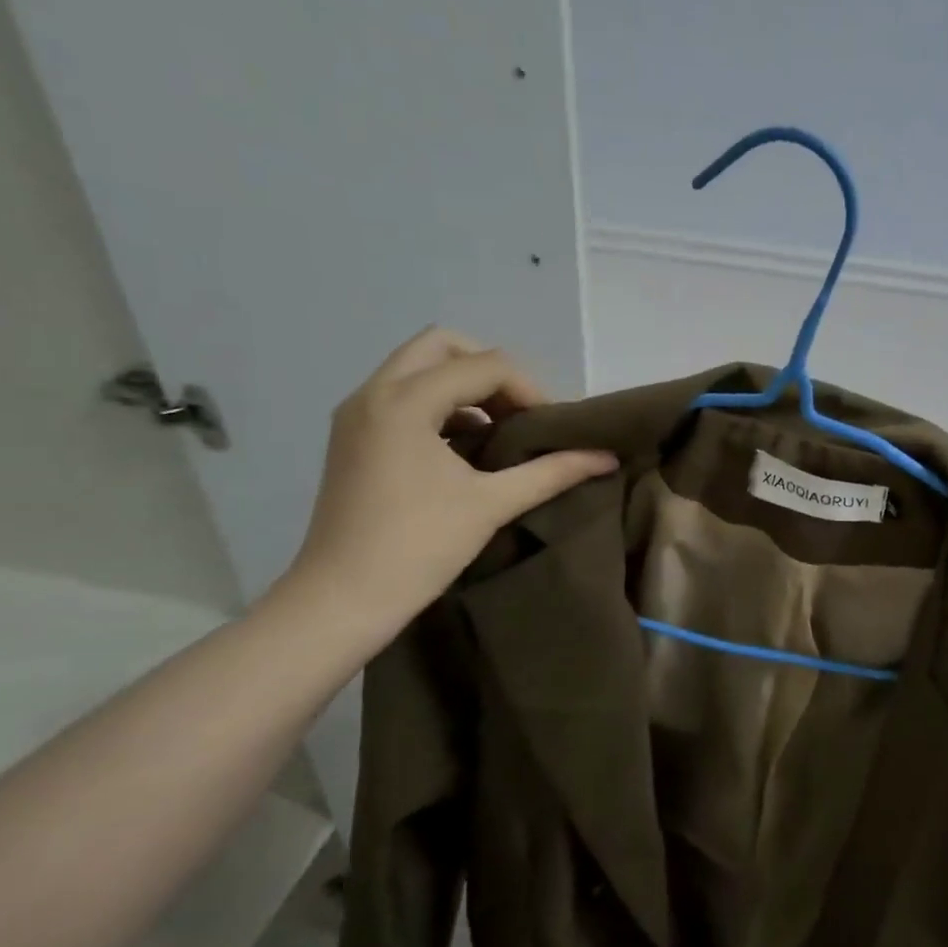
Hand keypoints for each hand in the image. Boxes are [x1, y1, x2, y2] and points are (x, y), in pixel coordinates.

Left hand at [280, 328, 615, 643]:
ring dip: (465, 386)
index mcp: (405, 401)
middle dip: (491, 370)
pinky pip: (402, 396)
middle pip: (443, 345)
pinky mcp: (352, 437)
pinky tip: (465, 448)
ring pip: (419, 368)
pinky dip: (440, 405)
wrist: (341, 600)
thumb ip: (553, 472)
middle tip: (519, 412)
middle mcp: (374, 392)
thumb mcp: (492, 504)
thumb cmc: (418, 548)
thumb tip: (607, 457)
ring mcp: (357, 413)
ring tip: (498, 430)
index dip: (528, 389)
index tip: (550, 428)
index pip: (484, 365)